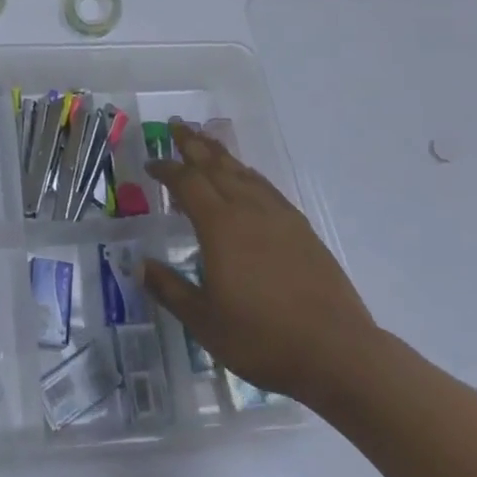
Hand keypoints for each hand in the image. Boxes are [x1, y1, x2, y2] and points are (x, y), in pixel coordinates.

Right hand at [143, 124, 379, 412]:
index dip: (166, 169)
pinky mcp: (301, 228)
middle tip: (176, 125)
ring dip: (220, 154)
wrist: (337, 352)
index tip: (151, 164)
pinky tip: (246, 179)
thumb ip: (170, 289)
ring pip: (242, 171)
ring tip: (206, 142)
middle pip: (215, 165)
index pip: (186, 183)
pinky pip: (265, 187)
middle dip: (192, 144)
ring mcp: (278, 216)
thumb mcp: (204, 322)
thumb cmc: (262, 338)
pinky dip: (247, 174)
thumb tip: (139, 265)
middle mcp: (247, 209)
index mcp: (219, 225)